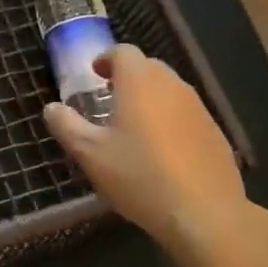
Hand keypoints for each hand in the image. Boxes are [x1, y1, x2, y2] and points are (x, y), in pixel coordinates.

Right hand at [44, 44, 245, 242]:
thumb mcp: (90, 154)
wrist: (205, 214)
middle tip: (111, 99)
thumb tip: (51, 108)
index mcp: (139, 82)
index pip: (123, 52)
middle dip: (128, 76)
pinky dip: (172, 120)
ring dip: (151, 98)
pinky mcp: (216, 132)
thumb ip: (66, 125)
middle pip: (148, 67)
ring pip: (170, 90)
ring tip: (135, 126)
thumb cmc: (140, 176)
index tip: (95, 74)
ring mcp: (198, 108)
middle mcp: (171, 85)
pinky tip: (164, 152)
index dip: (107, 59)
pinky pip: (187, 114)